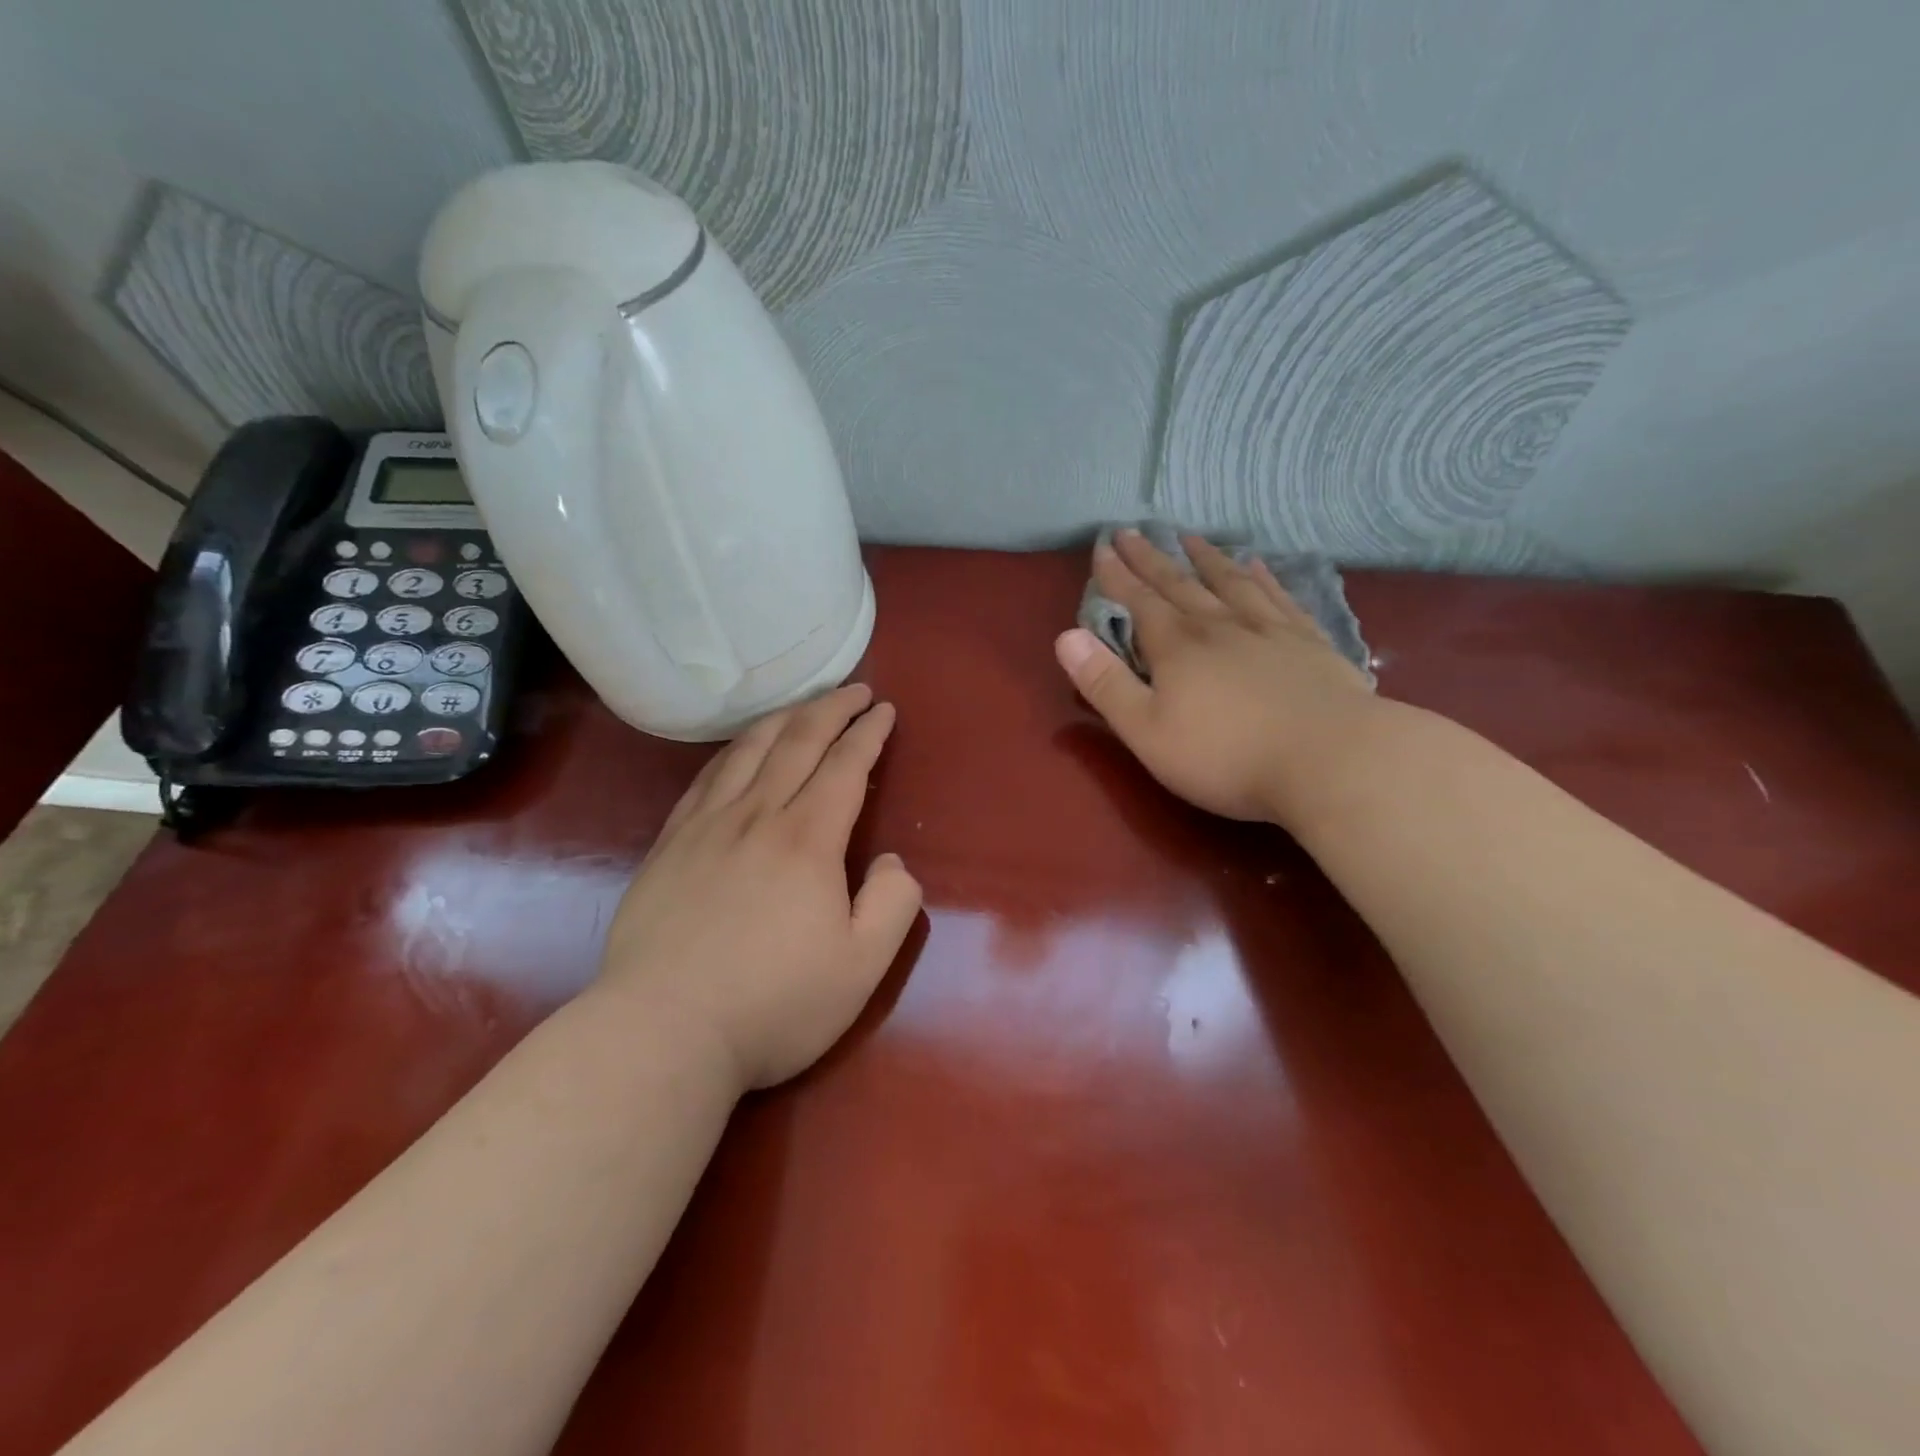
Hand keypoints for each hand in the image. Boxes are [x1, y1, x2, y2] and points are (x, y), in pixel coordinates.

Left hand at [597, 684, 921, 1091]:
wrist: (662, 1032)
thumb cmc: (774, 1004)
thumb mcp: (861, 967)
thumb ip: (893, 905)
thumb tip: (891, 861)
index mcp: (808, 839)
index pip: (845, 765)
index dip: (868, 732)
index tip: (883, 710)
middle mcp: (756, 816)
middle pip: (797, 742)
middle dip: (831, 709)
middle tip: (854, 690)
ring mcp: (705, 827)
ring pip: (748, 750)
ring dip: (783, 718)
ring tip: (803, 705)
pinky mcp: (669, 846)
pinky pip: (705, 778)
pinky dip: (732, 750)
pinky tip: (738, 750)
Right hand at [1055, 530, 1377, 823]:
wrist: (1331, 760)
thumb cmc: (1226, 756)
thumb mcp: (1147, 731)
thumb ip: (1105, 684)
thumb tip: (1066, 638)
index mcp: (1177, 647)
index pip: (1139, 601)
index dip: (1117, 575)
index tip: (1103, 546)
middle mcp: (1220, 625)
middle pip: (1179, 584)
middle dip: (1152, 559)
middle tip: (1134, 531)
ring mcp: (1269, 630)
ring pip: (1230, 582)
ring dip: (1206, 558)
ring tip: (1191, 537)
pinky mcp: (1309, 643)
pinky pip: (1279, 597)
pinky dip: (1264, 578)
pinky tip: (1260, 565)